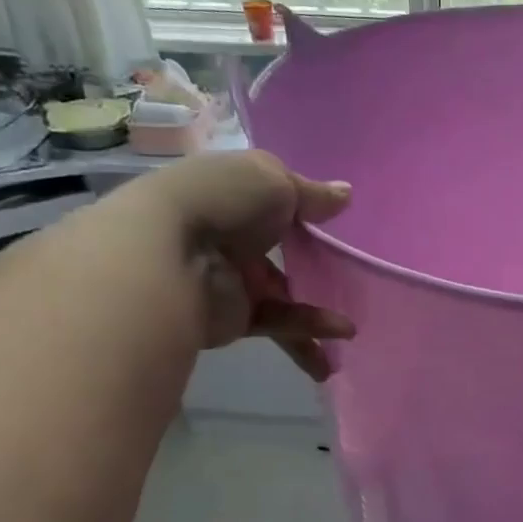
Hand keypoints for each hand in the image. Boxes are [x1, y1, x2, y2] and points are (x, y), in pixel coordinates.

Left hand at [138, 149, 354, 380]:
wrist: (172, 256)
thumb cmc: (224, 201)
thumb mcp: (275, 181)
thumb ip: (313, 195)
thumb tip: (346, 194)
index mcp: (236, 194)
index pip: (274, 200)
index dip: (304, 210)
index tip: (335, 223)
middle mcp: (233, 234)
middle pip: (282, 252)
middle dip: (314, 267)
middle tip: (351, 280)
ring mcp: (233, 278)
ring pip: (284, 296)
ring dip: (317, 315)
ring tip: (350, 331)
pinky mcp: (235, 316)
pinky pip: (279, 323)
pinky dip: (307, 332)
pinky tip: (335, 340)